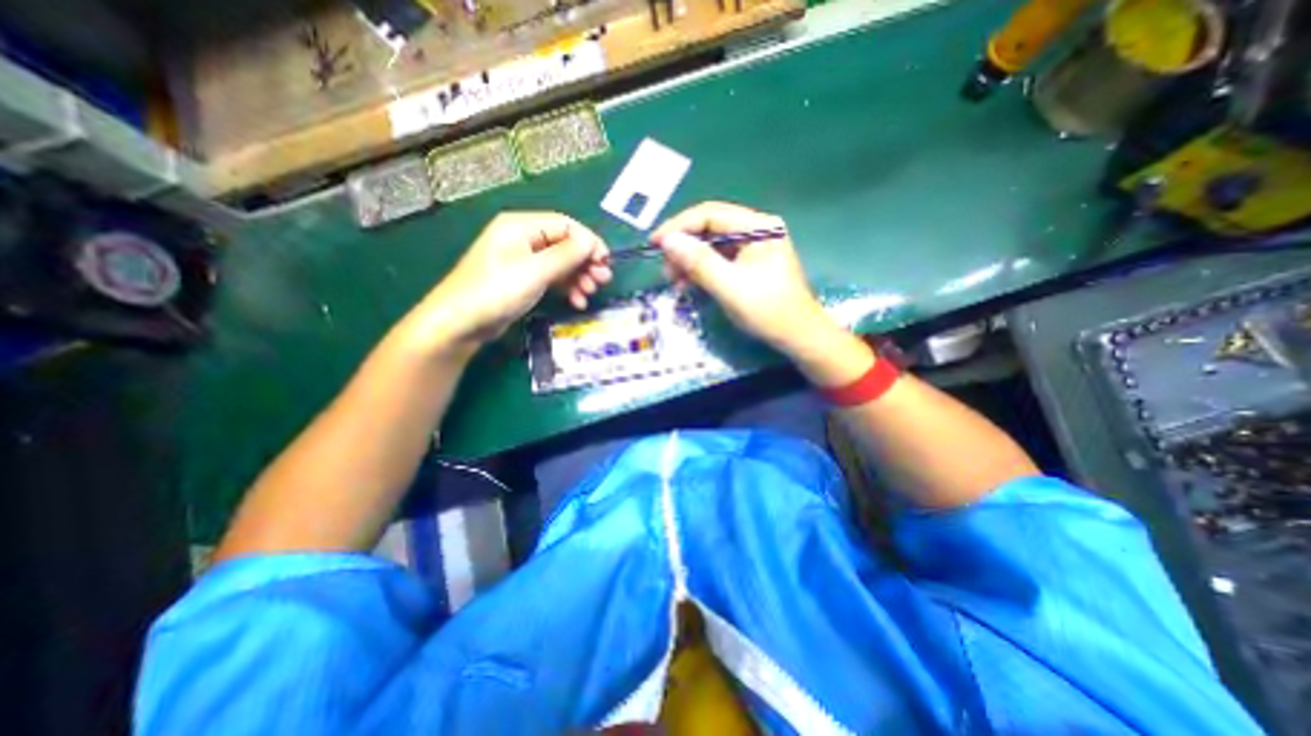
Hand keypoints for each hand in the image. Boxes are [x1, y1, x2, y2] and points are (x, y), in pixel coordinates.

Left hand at [405, 211, 608, 353]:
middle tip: (602, 281)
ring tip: (590, 294)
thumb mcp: (535, 272)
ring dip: (578, 277)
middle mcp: (523, 238)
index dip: (589, 242)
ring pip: (561, 262)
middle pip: (565, 244)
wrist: (460, 323)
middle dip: (586, 262)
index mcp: (521, 226)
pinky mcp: (523, 279)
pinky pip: (552, 277)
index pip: (566, 225)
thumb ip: (566, 255)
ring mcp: (523, 259)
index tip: (605, 263)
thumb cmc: (497, 291)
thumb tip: (592, 242)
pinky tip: (576, 301)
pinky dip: (566, 287)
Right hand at [654, 199, 826, 349]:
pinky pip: (718, 260)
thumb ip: (699, 262)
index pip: (710, 214)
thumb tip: (668, 240)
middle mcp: (756, 230)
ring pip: (711, 245)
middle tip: (665, 270)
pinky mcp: (749, 264)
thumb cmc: (769, 311)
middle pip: (710, 228)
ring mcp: (753, 247)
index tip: (654, 244)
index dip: (679, 226)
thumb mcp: (730, 287)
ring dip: (690, 261)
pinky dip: (701, 271)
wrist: (798, 337)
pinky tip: (689, 284)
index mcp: (758, 226)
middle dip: (684, 247)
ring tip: (674, 281)